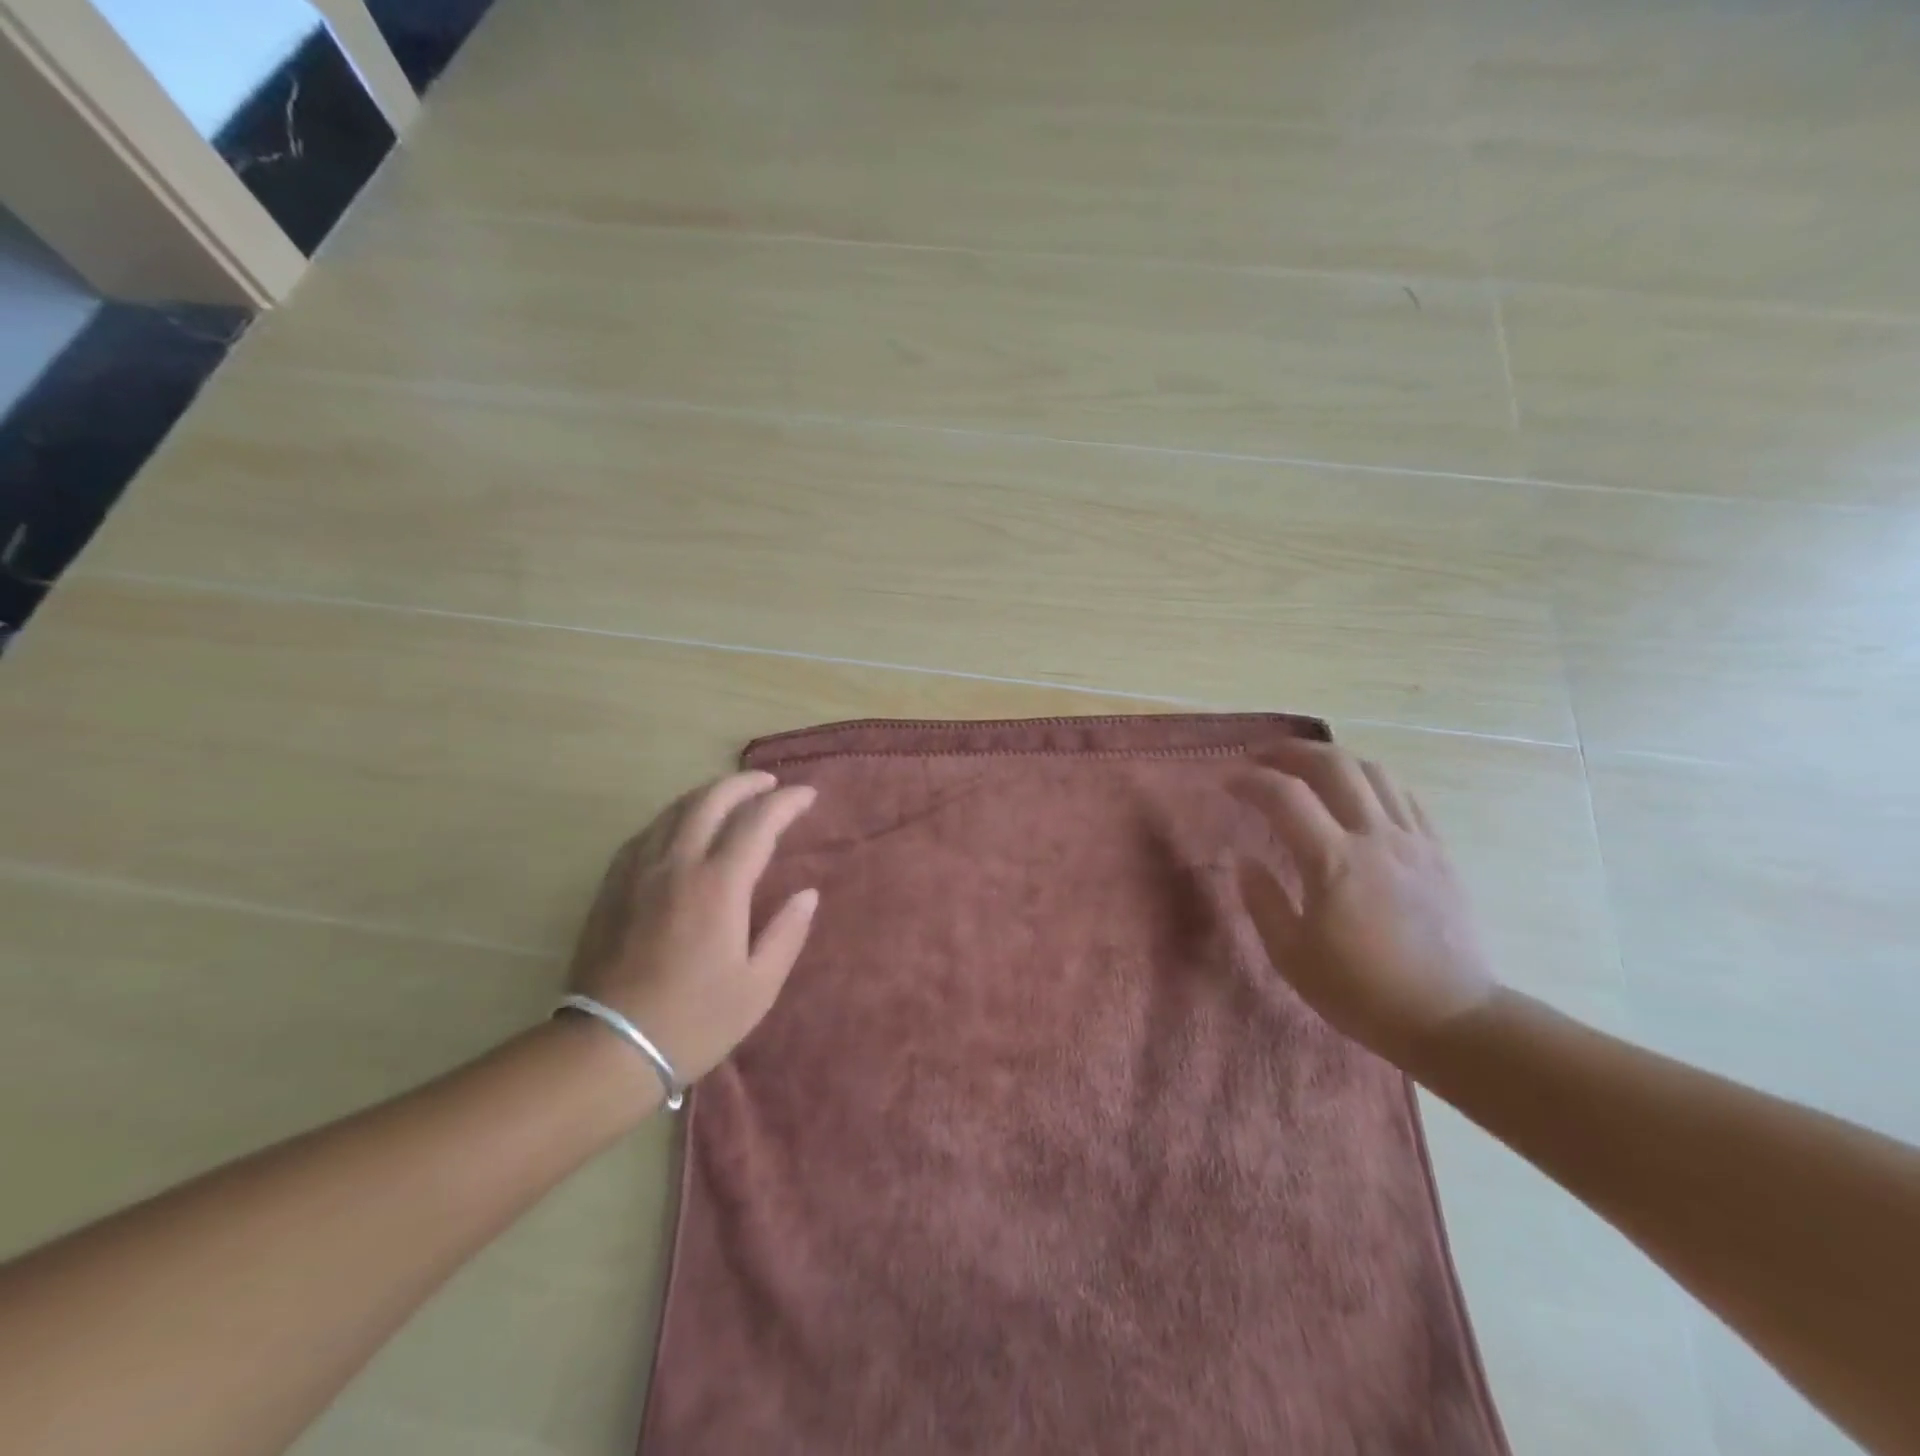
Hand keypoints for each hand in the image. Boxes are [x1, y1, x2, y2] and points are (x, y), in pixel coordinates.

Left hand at [568, 771, 818, 1081]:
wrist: (609, 1049)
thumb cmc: (694, 1021)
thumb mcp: (758, 986)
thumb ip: (787, 932)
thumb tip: (807, 894)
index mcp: (718, 886)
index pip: (758, 823)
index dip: (786, 802)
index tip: (808, 795)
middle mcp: (677, 865)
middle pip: (711, 801)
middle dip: (745, 783)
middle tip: (769, 783)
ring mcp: (638, 873)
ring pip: (674, 810)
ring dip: (708, 794)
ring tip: (730, 796)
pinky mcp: (612, 887)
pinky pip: (645, 833)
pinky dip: (673, 818)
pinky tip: (680, 827)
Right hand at [1235, 743, 1497, 1067]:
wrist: (1451, 1019)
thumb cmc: (1361, 992)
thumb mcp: (1292, 957)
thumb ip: (1264, 902)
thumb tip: (1245, 862)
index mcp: (1333, 862)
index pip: (1284, 796)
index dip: (1250, 780)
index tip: (1227, 781)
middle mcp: (1375, 837)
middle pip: (1334, 766)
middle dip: (1291, 752)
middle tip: (1263, 757)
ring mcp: (1414, 841)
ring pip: (1375, 772)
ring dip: (1334, 759)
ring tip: (1308, 768)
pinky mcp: (1439, 852)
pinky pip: (1405, 797)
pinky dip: (1372, 782)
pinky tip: (1357, 795)